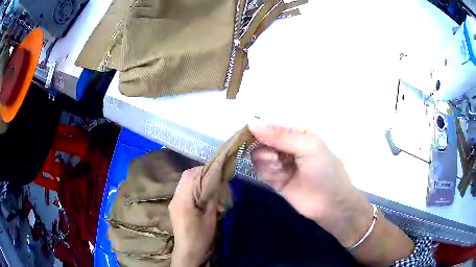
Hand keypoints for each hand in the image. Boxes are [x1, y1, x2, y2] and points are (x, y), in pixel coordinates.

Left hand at [169, 166, 217, 266]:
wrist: (187, 251)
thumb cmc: (200, 236)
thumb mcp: (210, 218)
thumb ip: (211, 199)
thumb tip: (215, 184)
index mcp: (183, 201)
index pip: (189, 176)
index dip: (202, 170)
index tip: (215, 170)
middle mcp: (175, 199)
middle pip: (184, 177)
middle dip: (199, 173)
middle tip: (213, 176)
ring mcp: (173, 203)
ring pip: (182, 183)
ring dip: (195, 180)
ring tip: (209, 184)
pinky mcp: (174, 207)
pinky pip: (182, 191)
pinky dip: (191, 188)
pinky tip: (201, 194)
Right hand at [249, 123, 372, 247]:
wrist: (330, 204)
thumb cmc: (325, 170)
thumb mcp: (309, 146)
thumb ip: (281, 136)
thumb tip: (252, 124)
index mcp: (298, 133)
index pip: (273, 126)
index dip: (260, 130)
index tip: (249, 134)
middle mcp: (287, 146)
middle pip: (262, 141)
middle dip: (264, 148)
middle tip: (274, 158)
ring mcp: (281, 164)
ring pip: (259, 156)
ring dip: (266, 162)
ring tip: (280, 169)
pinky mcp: (275, 179)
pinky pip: (261, 171)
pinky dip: (267, 172)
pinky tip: (278, 177)